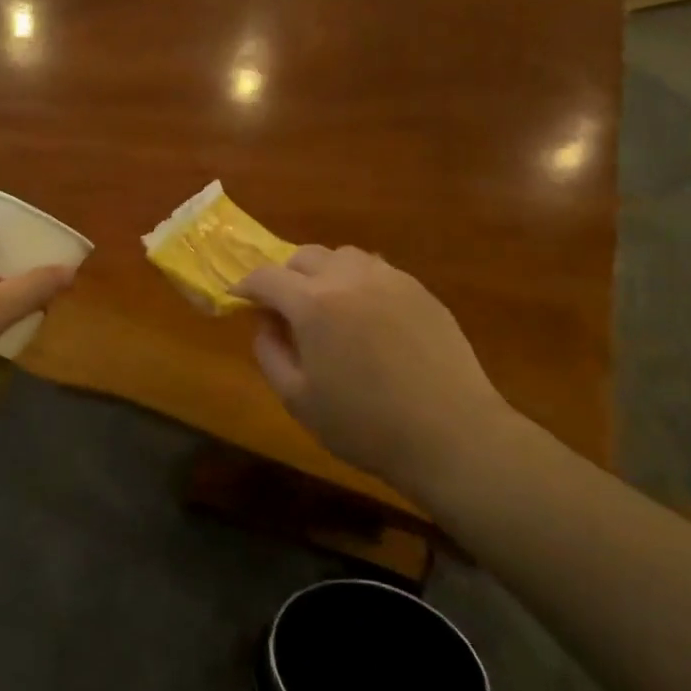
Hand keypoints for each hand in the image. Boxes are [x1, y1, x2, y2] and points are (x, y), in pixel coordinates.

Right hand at [235, 246, 531, 495]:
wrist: (450, 434)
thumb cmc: (364, 424)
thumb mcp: (298, 399)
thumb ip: (269, 353)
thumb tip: (264, 323)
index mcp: (313, 303)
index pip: (267, 277)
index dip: (247, 286)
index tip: (240, 300)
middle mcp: (349, 278)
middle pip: (305, 256)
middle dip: (285, 275)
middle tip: (284, 307)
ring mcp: (390, 280)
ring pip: (344, 256)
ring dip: (324, 272)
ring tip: (327, 305)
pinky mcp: (421, 291)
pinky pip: (378, 271)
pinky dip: (359, 282)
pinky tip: (367, 315)